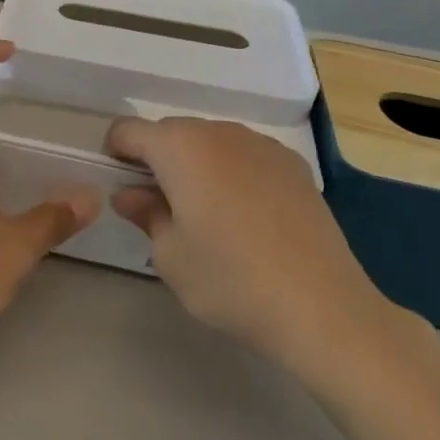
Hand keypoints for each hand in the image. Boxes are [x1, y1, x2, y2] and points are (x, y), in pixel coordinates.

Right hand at [107, 118, 413, 383]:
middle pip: (171, 133)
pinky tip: (247, 218)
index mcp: (180, 147)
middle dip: (157, 161)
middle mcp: (220, 132)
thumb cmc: (231, 282)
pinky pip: (245, 156)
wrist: (324, 308)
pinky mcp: (294, 165)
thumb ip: (144, 214)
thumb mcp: (169, 256)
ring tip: (207, 215)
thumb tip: (131, 194)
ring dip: (196, 165)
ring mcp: (262, 145)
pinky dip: (232, 173)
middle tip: (160, 209)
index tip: (121, 188)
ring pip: (210, 142)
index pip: (128, 130)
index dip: (116, 154)